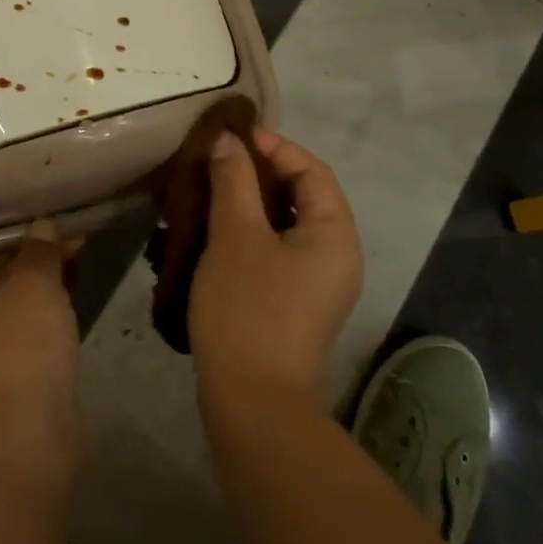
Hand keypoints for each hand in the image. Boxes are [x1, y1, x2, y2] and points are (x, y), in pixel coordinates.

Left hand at [0, 221, 82, 474]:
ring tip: (78, 250)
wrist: (28, 434)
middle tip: (63, 228)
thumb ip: (39, 250)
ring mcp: (0, 347)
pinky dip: (56, 304)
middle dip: (28, 250)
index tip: (23, 212)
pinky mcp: (28, 369)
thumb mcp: (32, 283)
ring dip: (46, 276)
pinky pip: (40, 324)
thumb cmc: (19, 346)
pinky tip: (78, 289)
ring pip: (21, 298)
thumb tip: (42, 226)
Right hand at [188, 128, 362, 405]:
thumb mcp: (236, 236)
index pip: (312, 171)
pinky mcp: (294, 304)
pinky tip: (210, 235)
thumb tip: (228, 140)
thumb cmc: (248, 309)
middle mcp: (335, 255)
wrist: (253, 405)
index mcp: (334, 234)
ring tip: (207, 195)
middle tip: (215, 164)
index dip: (274, 147)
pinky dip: (246, 235)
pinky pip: (274, 252)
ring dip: (246, 205)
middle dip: (257, 175)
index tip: (231, 138)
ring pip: (283, 225)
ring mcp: (316, 284)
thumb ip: (233, 180)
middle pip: (300, 196)